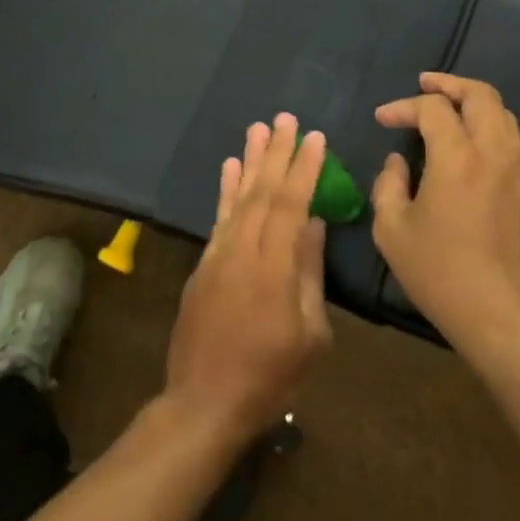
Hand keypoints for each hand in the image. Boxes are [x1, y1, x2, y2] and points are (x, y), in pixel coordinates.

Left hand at [164, 114, 332, 447]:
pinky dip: (225, 190)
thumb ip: (309, 273)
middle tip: (285, 118)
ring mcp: (219, 255)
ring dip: (249, 161)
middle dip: (275, 153)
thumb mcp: (309, 334)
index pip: (291, 205)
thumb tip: (315, 224)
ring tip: (257, 129)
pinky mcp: (204, 264)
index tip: (315, 138)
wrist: (204, 401)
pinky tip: (230, 168)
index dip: (304, 169)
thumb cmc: (270, 376)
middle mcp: (243, 250)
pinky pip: (218, 217)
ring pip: (237, 198)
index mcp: (274, 268)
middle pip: (262, 192)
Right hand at [372, 73, 519, 367]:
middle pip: (481, 95)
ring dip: (473, 102)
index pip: (432, 109)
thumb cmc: (441, 274)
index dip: (403, 106)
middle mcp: (494, 153)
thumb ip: (388, 185)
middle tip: (424, 84)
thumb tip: (398, 162)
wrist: (506, 318)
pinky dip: (488, 127)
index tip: (382, 118)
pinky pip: (511, 140)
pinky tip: (467, 145)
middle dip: (450, 84)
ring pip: (503, 115)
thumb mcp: (392, 231)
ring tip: (447, 108)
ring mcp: (519, 171)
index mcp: (457, 158)